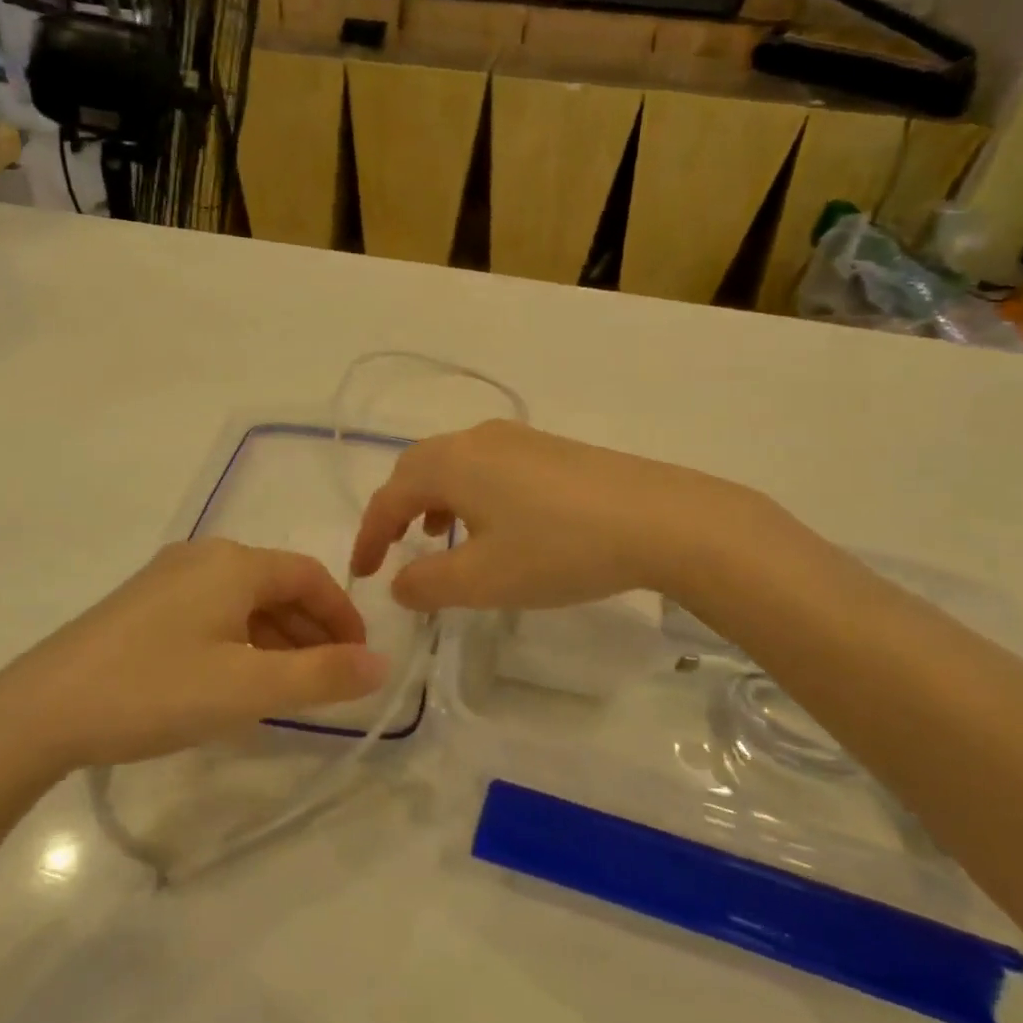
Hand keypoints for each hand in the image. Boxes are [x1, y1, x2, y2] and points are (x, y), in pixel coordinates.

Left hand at [0, 539, 388, 779]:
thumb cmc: (155, 690)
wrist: (40, 710)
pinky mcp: (142, 605)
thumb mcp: (248, 688)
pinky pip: (212, 613)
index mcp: (233, 563)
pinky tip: (236, 681)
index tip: (360, 660)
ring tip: (290, 688)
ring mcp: (168, 578)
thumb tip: (382, 664)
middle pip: (277, 586)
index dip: (342, 616)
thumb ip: (322, 676)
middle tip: (330, 680)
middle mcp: (203, 557)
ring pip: (243, 602)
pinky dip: (240, 641)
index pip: (309, 576)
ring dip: (276, 639)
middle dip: (311, 630)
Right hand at [350, 420, 764, 611]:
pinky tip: (494, 524)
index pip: (390, 497)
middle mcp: (476, 439)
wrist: (660, 519)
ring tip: (439, 537)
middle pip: (417, 469)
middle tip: (392, 551)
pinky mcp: (550, 448)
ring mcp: (518, 438)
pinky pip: (488, 466)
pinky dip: (470, 494)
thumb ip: (427, 584)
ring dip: (435, 500)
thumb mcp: (483, 580)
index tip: (363, 573)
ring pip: (455, 465)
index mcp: (450, 463)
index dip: (369, 536)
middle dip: (397, 511)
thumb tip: (399, 583)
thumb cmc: (558, 549)